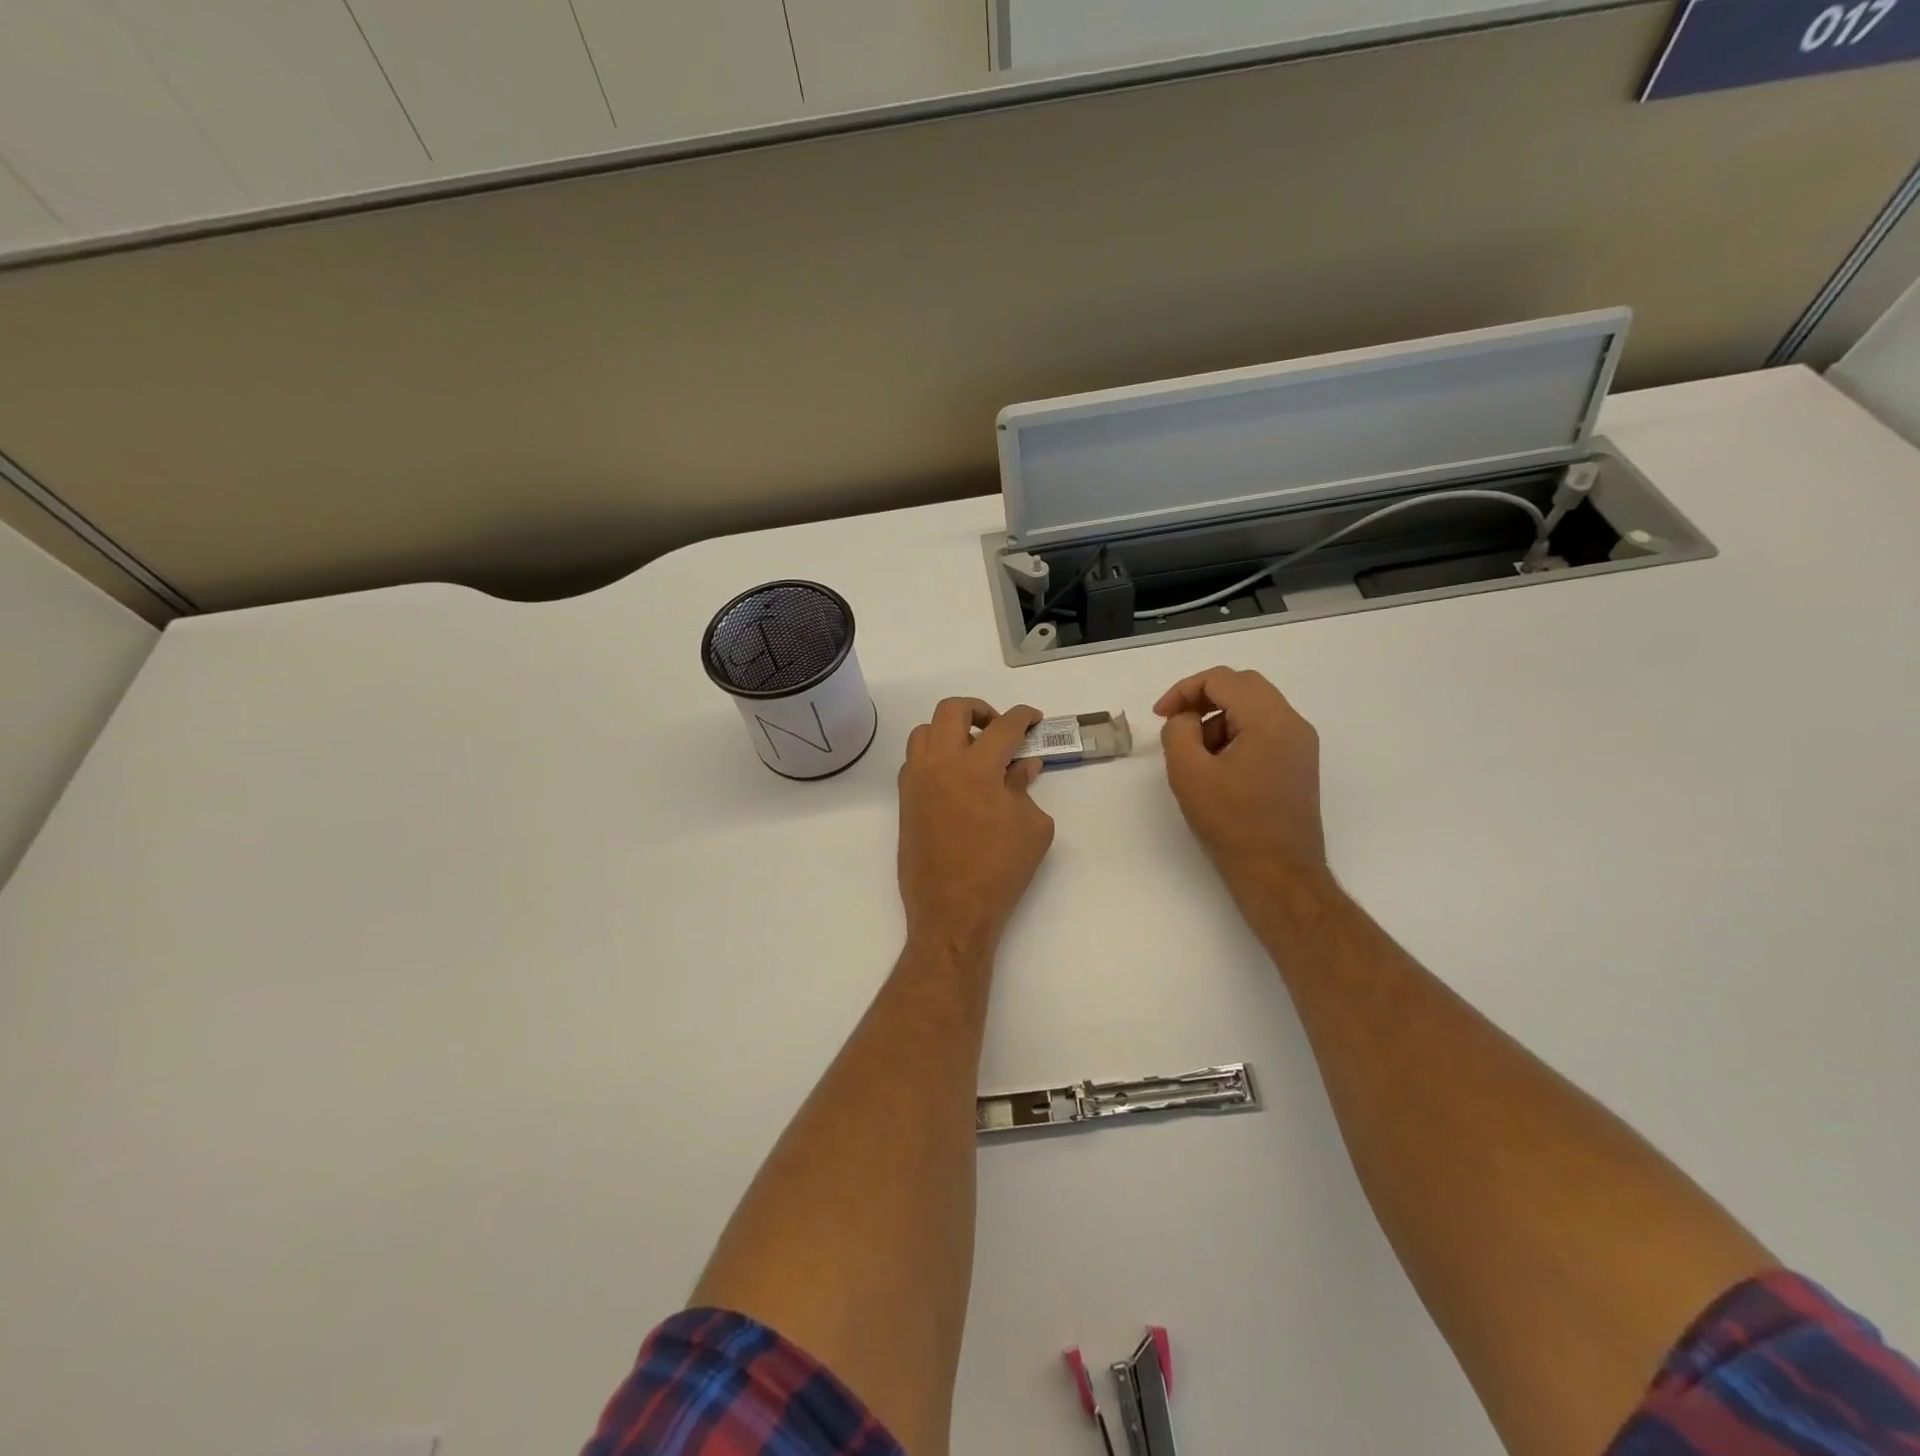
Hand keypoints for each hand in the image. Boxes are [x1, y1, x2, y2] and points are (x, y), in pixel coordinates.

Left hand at [898, 699, 1055, 955]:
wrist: (953, 910)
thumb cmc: (1000, 870)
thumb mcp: (1032, 827)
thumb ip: (1026, 788)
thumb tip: (1022, 766)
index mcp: (977, 767)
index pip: (1004, 726)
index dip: (1023, 717)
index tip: (1033, 720)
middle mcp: (940, 764)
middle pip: (951, 710)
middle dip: (978, 709)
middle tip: (997, 729)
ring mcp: (917, 781)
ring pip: (924, 732)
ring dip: (949, 731)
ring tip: (971, 752)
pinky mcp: (905, 801)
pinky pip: (914, 761)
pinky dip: (933, 757)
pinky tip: (954, 779)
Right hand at [1155, 667, 1326, 896]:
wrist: (1279, 874)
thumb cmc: (1232, 823)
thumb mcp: (1189, 773)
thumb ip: (1179, 731)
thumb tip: (1186, 719)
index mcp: (1269, 720)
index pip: (1223, 680)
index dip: (1184, 690)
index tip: (1160, 715)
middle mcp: (1292, 724)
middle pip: (1243, 687)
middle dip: (1203, 698)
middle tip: (1175, 723)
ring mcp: (1300, 745)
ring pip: (1254, 708)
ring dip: (1219, 718)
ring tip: (1195, 752)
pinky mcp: (1298, 765)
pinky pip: (1264, 731)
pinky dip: (1236, 734)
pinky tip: (1218, 766)